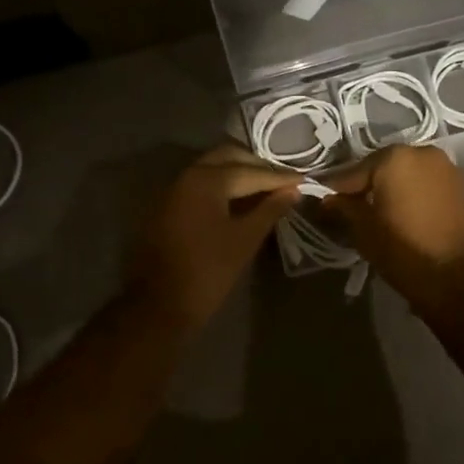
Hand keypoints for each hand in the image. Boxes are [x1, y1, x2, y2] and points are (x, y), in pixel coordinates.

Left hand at [131, 145, 300, 330]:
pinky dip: (223, 186)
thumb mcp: (245, 239)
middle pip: (228, 158)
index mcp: (207, 180)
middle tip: (284, 180)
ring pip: (213, 169)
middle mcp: (188, 175)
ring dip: (240, 173)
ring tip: (267, 189)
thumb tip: (293, 190)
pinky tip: (242, 201)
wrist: (158, 304)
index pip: (251, 171)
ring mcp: (175, 190)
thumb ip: (270, 210)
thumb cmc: (208, 271)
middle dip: (257, 166)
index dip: (280, 177)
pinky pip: (202, 184)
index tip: (304, 179)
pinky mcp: (170, 206)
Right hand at [322, 144, 463, 307]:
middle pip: (384, 169)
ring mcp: (448, 168)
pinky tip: (408, 217)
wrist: (459, 277)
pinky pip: (429, 186)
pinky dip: (416, 197)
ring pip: (409, 176)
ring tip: (383, 216)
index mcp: (394, 157)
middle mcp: (423, 153)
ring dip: (395, 191)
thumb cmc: (403, 250)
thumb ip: (343, 208)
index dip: (338, 192)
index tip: (325, 206)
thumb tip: (327, 200)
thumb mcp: (363, 230)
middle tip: (355, 211)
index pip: (354, 173)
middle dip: (369, 188)